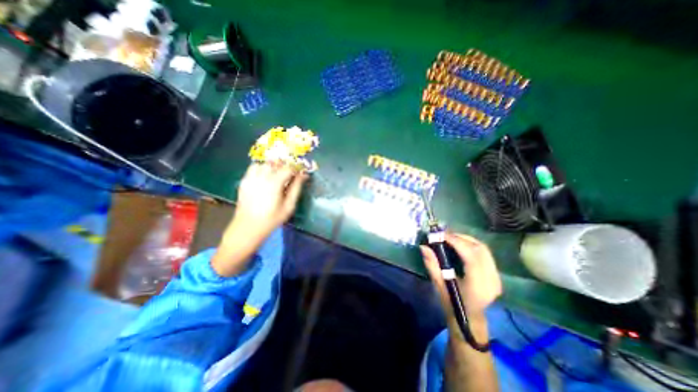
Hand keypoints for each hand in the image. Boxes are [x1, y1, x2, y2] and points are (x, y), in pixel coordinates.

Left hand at [213, 161, 307, 275]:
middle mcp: (262, 176)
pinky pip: (253, 168)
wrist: (248, 228)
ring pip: (264, 163)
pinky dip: (261, 169)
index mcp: (274, 182)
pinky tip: (265, 178)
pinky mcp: (244, 181)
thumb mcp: (288, 205)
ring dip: (273, 166)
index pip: (288, 168)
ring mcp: (250, 177)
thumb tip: (304, 175)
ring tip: (277, 175)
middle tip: (290, 175)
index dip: (297, 168)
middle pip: (276, 162)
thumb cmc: (272, 219)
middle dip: (285, 166)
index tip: (301, 173)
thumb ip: (296, 188)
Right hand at [419, 234, 500, 322]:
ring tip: (450, 237)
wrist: (470, 319)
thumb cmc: (452, 304)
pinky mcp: (496, 274)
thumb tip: (423, 246)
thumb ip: (432, 264)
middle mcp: (491, 279)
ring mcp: (497, 277)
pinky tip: (460, 244)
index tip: (441, 234)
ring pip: (483, 249)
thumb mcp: (439, 285)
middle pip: (479, 249)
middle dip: (461, 238)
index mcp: (478, 285)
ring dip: (466, 240)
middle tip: (444, 234)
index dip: (456, 241)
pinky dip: (471, 245)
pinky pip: (484, 253)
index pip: (470, 256)